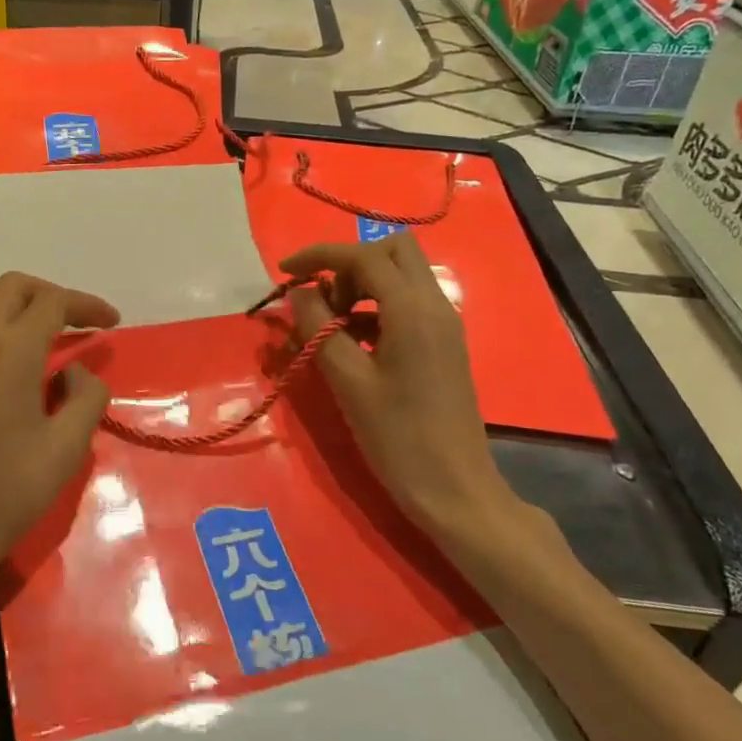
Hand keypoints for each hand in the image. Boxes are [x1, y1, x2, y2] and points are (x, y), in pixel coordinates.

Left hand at [0, 274, 116, 619]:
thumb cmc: (2, 495)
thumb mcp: (66, 451)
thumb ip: (85, 398)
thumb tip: (74, 371)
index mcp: (13, 351)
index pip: (54, 302)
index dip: (87, 305)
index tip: (110, 322)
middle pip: (12, 286)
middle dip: (50, 294)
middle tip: (73, 321)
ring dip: (1, 295)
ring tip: (22, 320)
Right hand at [283, 235, 519, 543]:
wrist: (455, 490)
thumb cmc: (398, 437)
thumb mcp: (348, 382)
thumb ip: (319, 328)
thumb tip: (300, 292)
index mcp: (413, 310)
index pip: (364, 256)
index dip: (320, 256)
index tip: (286, 271)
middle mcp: (435, 304)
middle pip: (393, 251)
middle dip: (350, 264)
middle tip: (322, 300)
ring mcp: (444, 324)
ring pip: (401, 276)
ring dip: (362, 286)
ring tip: (330, 326)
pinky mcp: (443, 344)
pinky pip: (407, 304)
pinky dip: (375, 308)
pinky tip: (351, 344)